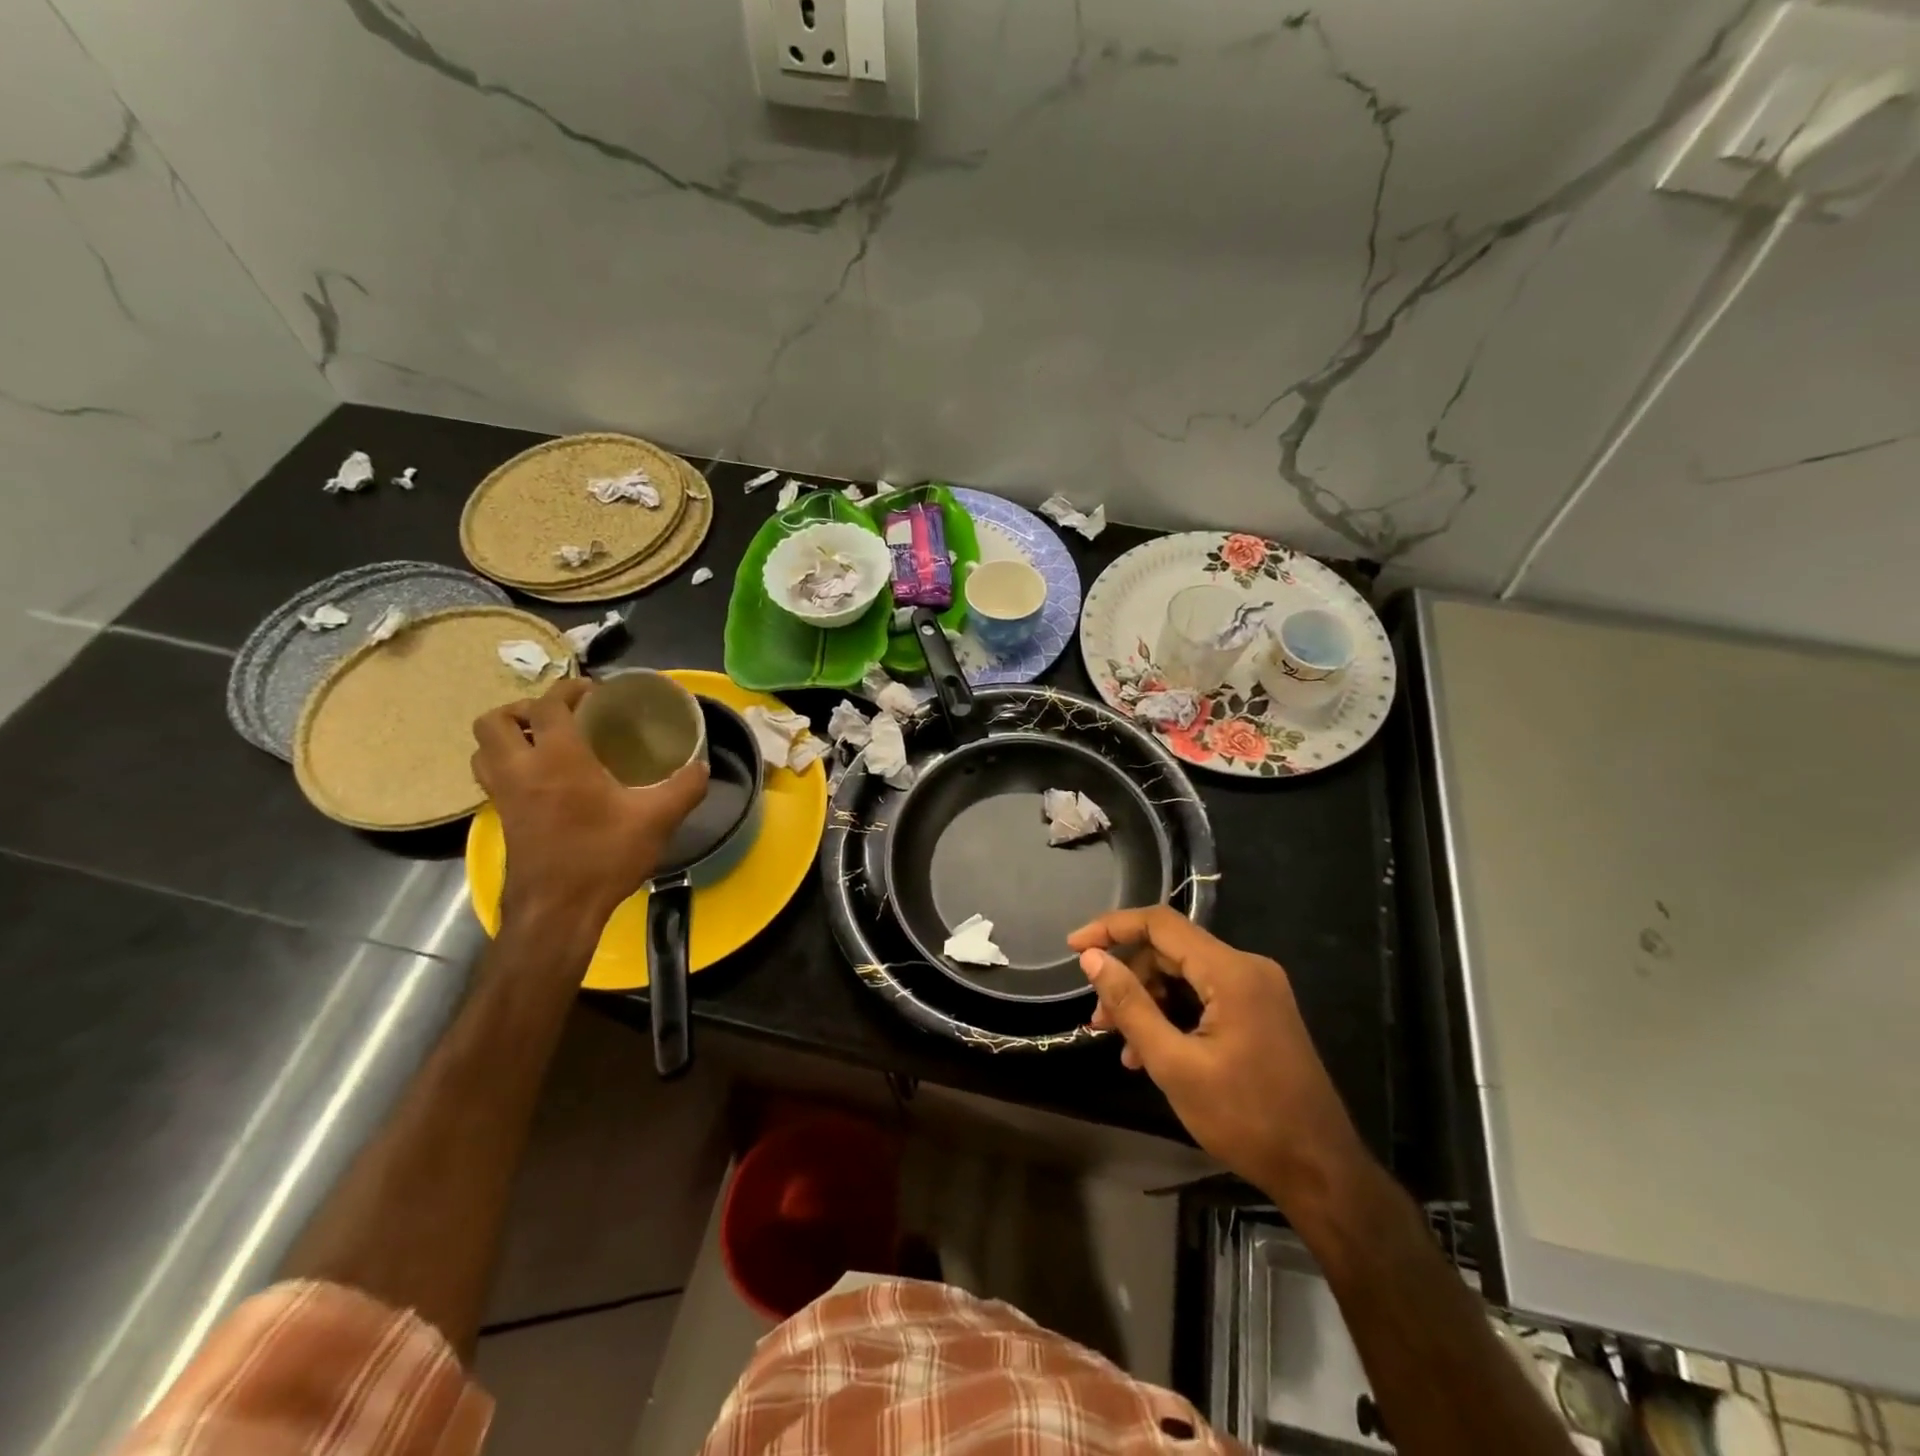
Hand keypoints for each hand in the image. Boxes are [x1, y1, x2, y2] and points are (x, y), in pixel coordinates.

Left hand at [472, 680, 708, 930]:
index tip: (593, 693)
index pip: (547, 706)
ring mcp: (505, 797)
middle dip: (522, 710)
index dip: (568, 690)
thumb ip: (684, 788)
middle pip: (495, 721)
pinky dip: (508, 765)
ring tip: (543, 743)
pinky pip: (491, 777)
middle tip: (558, 718)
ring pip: (483, 749)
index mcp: (558, 759)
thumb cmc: (603, 857)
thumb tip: (702, 766)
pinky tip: (544, 781)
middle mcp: (521, 770)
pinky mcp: (503, 820)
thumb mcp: (656, 819)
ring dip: (507, 737)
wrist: (558, 911)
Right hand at [1068, 906, 1363, 1206]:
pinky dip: (1173, 1015)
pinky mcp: (1259, 1011)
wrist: (1321, 1171)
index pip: (1160, 924)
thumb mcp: (1174, 1064)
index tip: (1073, 947)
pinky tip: (1151, 1053)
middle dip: (1128, 979)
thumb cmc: (1245, 1119)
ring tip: (1121, 1046)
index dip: (1111, 928)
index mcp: (1231, 972)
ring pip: (1184, 975)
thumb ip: (1130, 1005)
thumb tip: (1092, 959)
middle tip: (1098, 1021)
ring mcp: (1257, 989)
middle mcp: (1247, 967)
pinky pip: (1203, 996)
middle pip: (1170, 951)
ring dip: (1147, 1003)